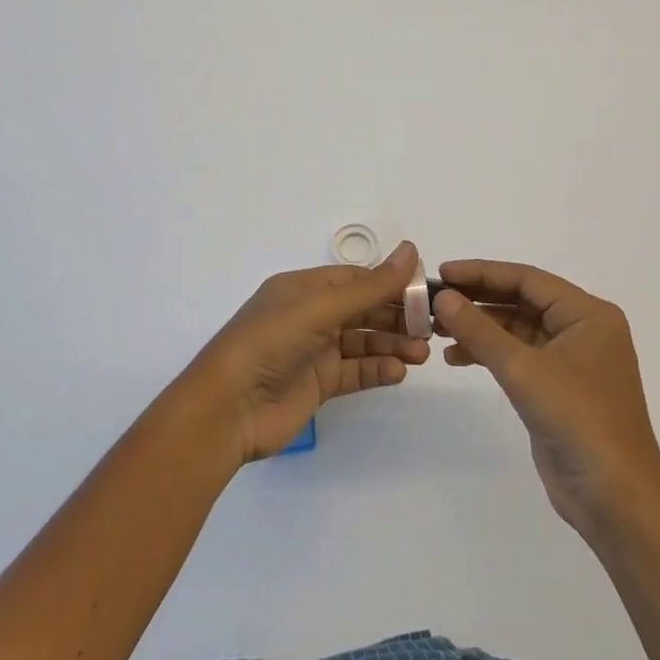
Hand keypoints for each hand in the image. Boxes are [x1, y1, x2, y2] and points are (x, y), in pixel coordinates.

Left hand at [181, 243, 431, 462]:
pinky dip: (378, 369)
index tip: (426, 291)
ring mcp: (314, 351)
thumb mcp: (321, 307)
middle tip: (431, 328)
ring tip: (421, 353)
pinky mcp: (318, 385)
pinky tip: (398, 372)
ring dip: (392, 344)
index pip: (356, 279)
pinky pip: (355, 371)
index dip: (391, 282)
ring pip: (363, 341)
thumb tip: (412, 250)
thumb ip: (370, 286)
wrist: (228, 409)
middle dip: (397, 316)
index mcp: (304, 288)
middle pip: (363, 310)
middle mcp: (310, 315)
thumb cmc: (270, 342)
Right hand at [433, 260, 659, 536]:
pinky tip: (457, 357)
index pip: (527, 279)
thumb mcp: (524, 370)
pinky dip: (490, 353)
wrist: (615, 498)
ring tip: (437, 329)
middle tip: (434, 300)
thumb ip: (480, 330)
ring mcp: (571, 360)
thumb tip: (443, 297)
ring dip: (480, 327)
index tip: (443, 272)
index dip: (482, 273)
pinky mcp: (559, 388)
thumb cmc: (578, 420)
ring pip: (517, 329)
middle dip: (478, 300)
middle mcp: (582, 329)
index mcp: (587, 314)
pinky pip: (519, 356)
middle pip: (522, 301)